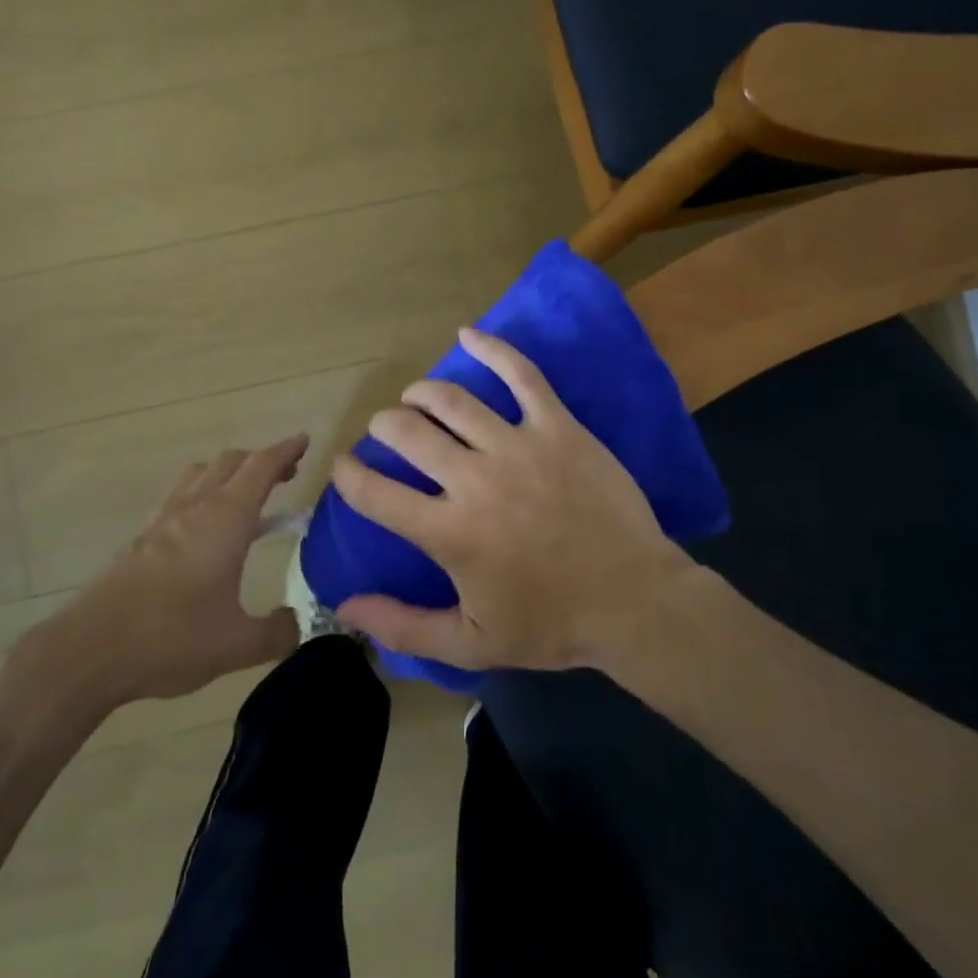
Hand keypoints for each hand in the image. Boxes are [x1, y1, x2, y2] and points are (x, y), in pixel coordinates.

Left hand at [22, 436, 307, 715]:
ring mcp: (163, 520)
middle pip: (231, 462)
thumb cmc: (171, 638)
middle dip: (262, 460)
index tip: (305, 441)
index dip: (285, 450)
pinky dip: (201, 493)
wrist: (88, 651)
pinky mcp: (141, 538)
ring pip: (200, 473)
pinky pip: (178, 496)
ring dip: (228, 472)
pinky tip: (203, 526)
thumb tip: (297, 623)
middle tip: (285, 474)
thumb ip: (277, 632)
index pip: (261, 467)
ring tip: (245, 493)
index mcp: (226, 519)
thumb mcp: (238, 645)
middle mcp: (195, 507)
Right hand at [332, 328, 695, 671]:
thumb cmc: (551, 625)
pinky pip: (520, 374)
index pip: (373, 492)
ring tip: (414, 398)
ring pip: (450, 399)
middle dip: (383, 427)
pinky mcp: (558, 427)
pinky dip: (490, 348)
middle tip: (386, 433)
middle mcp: (474, 480)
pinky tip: (467, 335)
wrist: (634, 600)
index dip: (347, 475)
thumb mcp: (470, 643)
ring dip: (420, 393)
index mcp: (449, 532)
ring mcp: (518, 446)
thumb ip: (402, 625)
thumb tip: (344, 605)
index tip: (343, 467)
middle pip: (406, 432)